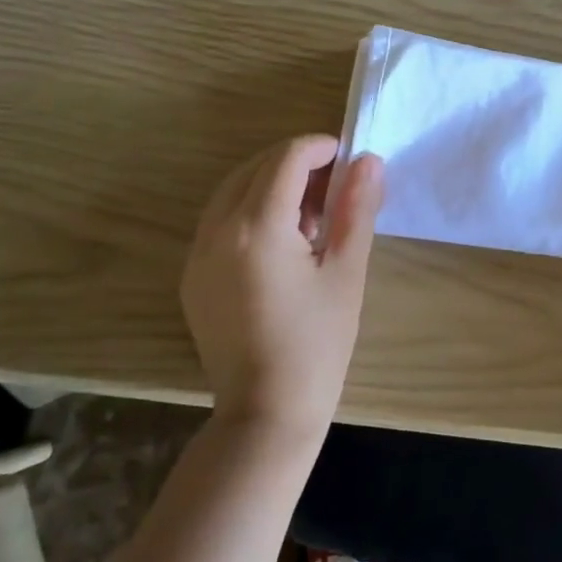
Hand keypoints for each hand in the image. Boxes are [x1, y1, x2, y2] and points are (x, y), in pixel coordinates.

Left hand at [181, 135, 383, 444]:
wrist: (266, 413)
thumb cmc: (317, 344)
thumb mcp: (346, 272)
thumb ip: (357, 209)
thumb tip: (368, 161)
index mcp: (257, 228)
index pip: (287, 159)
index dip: (320, 148)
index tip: (349, 159)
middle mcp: (217, 231)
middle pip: (256, 168)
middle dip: (297, 163)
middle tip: (336, 185)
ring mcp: (197, 254)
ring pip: (233, 191)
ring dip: (272, 184)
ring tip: (312, 213)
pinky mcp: (192, 276)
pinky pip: (220, 221)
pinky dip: (251, 210)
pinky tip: (282, 241)